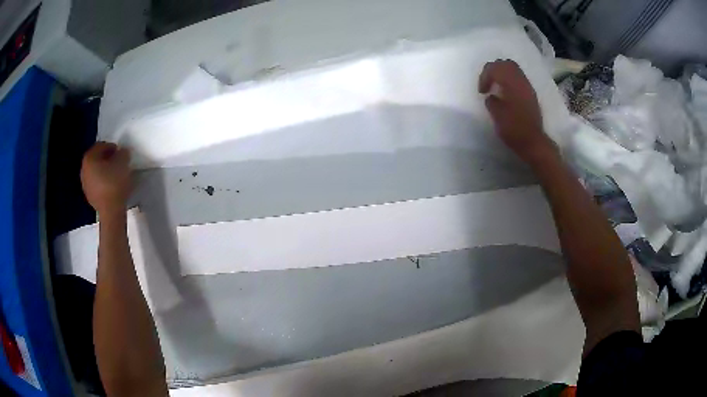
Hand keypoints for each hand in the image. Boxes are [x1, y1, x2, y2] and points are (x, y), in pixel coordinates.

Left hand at [81, 142, 132, 214]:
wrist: (111, 212)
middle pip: (96, 158)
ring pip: (95, 171)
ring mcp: (85, 184)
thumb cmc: (115, 184)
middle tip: (117, 161)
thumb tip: (122, 152)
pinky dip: (102, 181)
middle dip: (106, 158)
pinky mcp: (89, 195)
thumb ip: (122, 153)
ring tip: (115, 174)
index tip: (120, 152)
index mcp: (89, 158)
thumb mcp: (123, 163)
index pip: (100, 146)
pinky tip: (111, 185)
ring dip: (104, 170)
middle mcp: (84, 169)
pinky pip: (96, 183)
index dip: (111, 146)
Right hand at [479, 60, 556, 164]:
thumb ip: (492, 102)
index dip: (485, 76)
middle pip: (506, 64)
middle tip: (488, 82)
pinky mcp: (531, 94)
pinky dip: (510, 80)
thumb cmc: (514, 130)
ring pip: (514, 69)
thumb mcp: (497, 116)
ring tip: (496, 86)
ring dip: (502, 74)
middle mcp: (521, 82)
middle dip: (494, 70)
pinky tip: (506, 93)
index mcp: (512, 84)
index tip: (482, 91)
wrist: (534, 142)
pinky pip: (519, 78)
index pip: (495, 68)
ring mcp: (528, 87)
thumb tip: (491, 96)